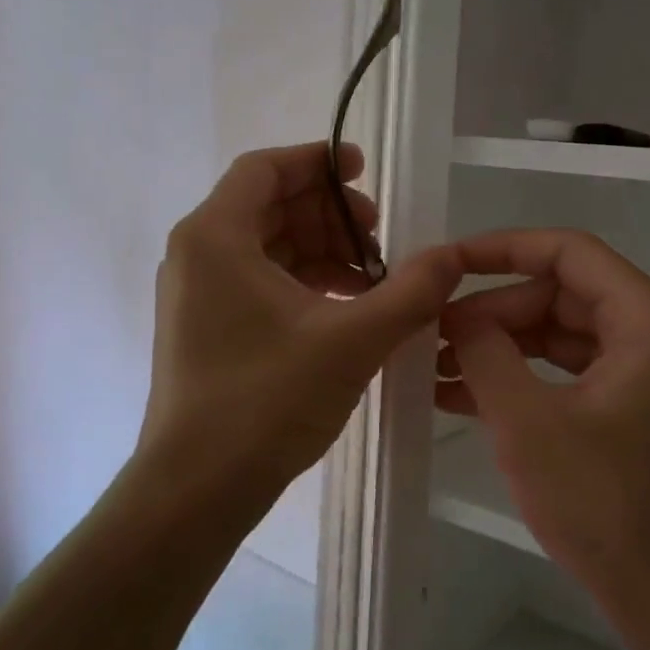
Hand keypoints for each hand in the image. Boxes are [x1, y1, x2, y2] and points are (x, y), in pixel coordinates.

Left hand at [141, 142, 462, 514]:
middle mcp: (198, 255)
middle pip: (269, 206)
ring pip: (267, 247)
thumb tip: (452, 255)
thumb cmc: (266, 401)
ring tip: (372, 279)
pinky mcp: (208, 328)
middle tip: (380, 235)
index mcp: (216, 237)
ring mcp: (199, 295)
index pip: (264, 168)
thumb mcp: (352, 340)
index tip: (365, 170)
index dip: (317, 161)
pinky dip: (305, 283)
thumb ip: (409, 292)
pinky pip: (261, 282)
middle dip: (329, 213)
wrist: (197, 488)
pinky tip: (346, 308)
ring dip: (322, 251)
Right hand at [437, 229, 649, 617]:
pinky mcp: (625, 407)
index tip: (446, 263)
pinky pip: (563, 373)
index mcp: (646, 319)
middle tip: (430, 332)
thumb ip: (486, 352)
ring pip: (556, 334)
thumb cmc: (604, 504)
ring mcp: (640, 372)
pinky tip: (459, 397)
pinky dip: (518, 379)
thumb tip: (457, 315)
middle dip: (492, 310)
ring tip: (432, 367)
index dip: (502, 249)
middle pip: (559, 293)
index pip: (568, 252)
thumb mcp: (528, 422)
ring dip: (497, 347)